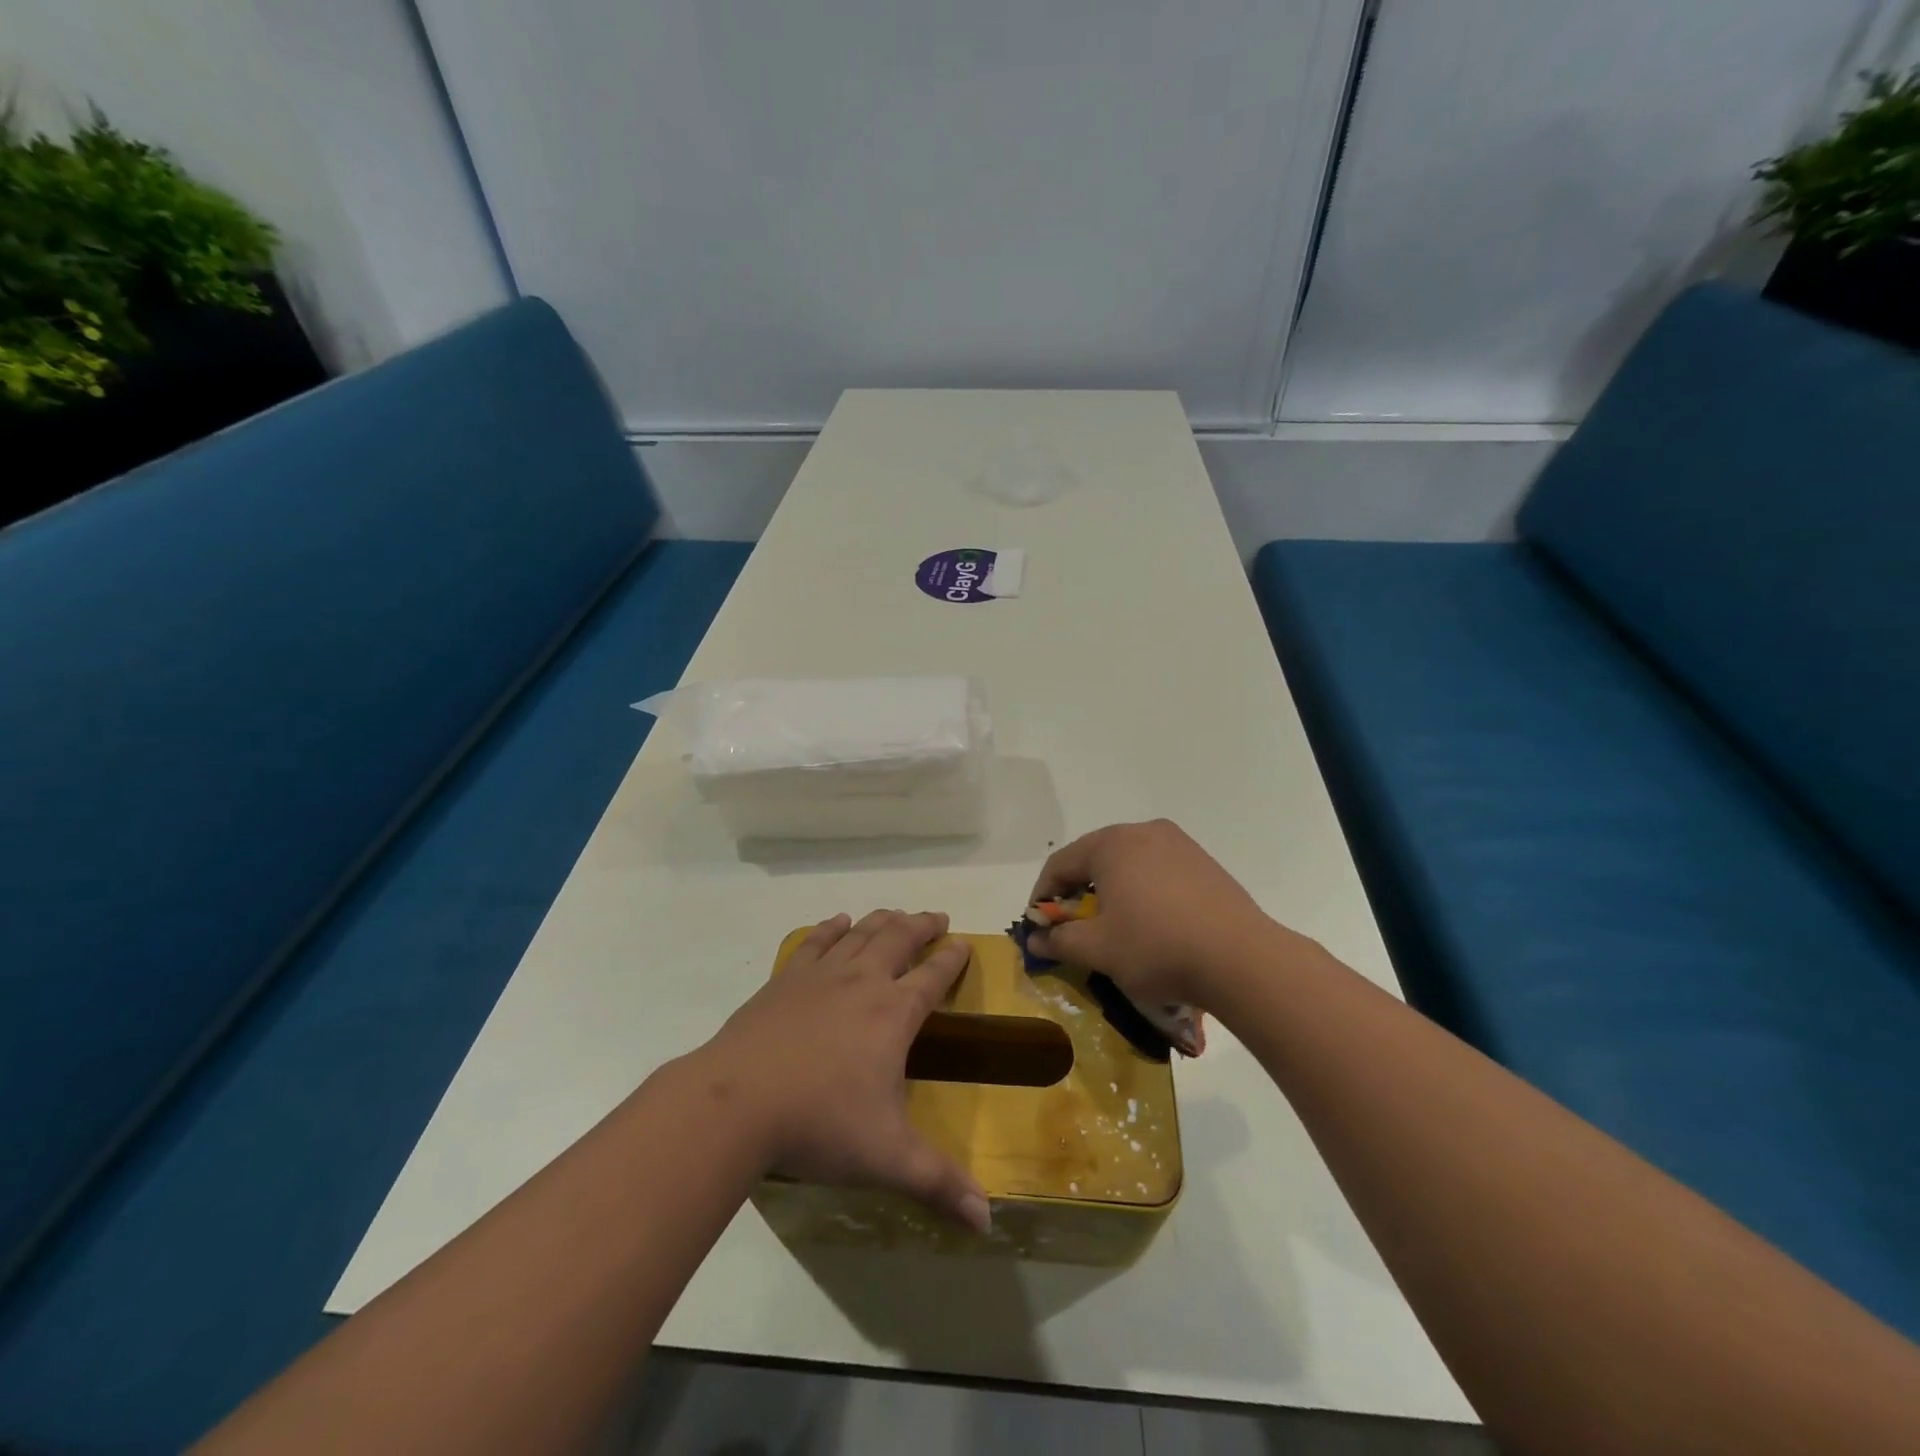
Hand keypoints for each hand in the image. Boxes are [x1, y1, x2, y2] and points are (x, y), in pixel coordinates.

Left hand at [691, 909, 990, 1232]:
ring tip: (895, 913)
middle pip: (898, 940)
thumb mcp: (886, 1157)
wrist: (736, 1102)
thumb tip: (988, 1221)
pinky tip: (837, 922)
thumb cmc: (818, 1124)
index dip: (952, 959)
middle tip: (936, 917)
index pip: (933, 977)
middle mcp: (862, 982)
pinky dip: (831, 928)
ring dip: (882, 920)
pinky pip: (815, 943)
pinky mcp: (784, 980)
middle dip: (921, 926)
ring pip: (860, 934)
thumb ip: (939, 1184)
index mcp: (893, 1014)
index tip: (964, 943)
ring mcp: (820, 976)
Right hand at [1026, 820, 1276, 1009]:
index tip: (1039, 927)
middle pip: (1095, 859)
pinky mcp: (1205, 863)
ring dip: (1112, 892)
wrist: (1241, 960)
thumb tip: (1035, 939)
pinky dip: (1143, 893)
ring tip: (1112, 927)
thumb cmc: (1156, 947)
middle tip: (1073, 928)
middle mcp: (1143, 832)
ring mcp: (1179, 844)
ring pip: (1129, 865)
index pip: (1060, 864)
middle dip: (1078, 893)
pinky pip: (1158, 872)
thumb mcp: (1097, 949)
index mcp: (1111, 843)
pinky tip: (1151, 925)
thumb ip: (1059, 940)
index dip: (1043, 896)